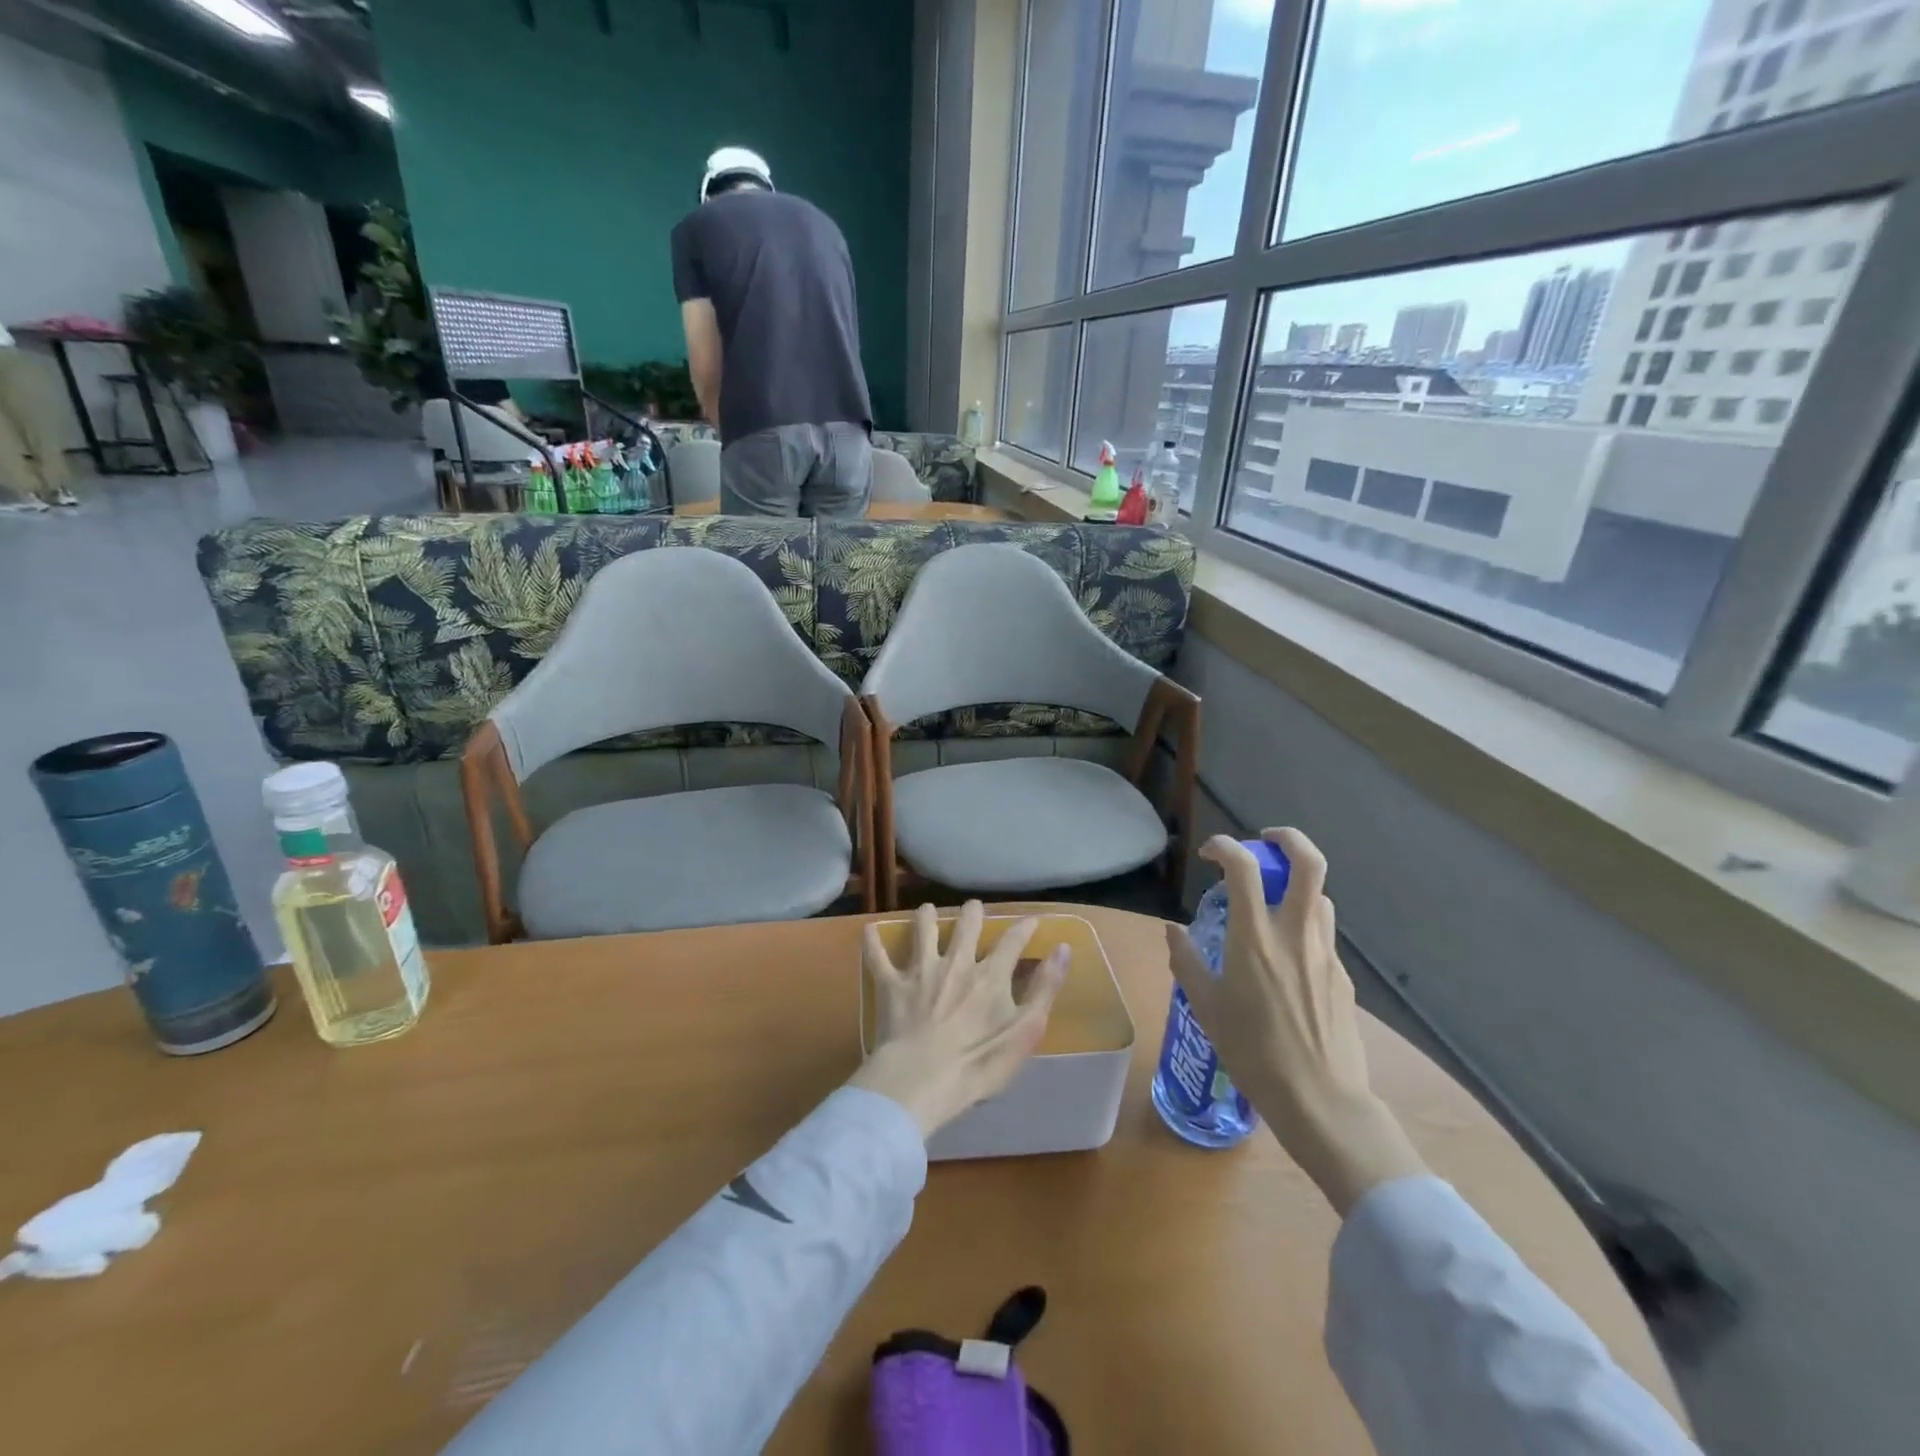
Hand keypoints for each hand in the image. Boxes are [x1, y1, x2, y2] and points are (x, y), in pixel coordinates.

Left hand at [850, 902, 1068, 1139]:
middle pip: (966, 925)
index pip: (1012, 941)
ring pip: (923, 931)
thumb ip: (1045, 989)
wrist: (921, 1080)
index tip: (1032, 920)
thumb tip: (1062, 949)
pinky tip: (869, 931)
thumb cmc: (979, 1062)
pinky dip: (873, 943)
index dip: (1024, 928)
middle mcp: (956, 962)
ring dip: (926, 917)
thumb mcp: (1026, 1031)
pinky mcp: (891, 986)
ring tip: (927, 911)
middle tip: (973, 909)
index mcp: (990, 975)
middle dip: (972, 913)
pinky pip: (878, 958)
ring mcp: (921, 971)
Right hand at [1165, 829, 1426, 1215]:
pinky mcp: (1343, 976)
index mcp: (1255, 938)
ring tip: (1271, 902)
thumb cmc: (1253, 1054)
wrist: (1321, 1102)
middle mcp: (1295, 934)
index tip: (1209, 853)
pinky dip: (1303, 924)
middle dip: (1287, 840)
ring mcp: (1326, 953)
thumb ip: (1186, 961)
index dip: (1225, 846)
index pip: (1244, 868)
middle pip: (1308, 863)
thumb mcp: (1206, 1007)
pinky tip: (1286, 958)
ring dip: (1295, 885)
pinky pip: (1323, 933)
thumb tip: (1173, 930)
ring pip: (1319, 896)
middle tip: (1264, 842)